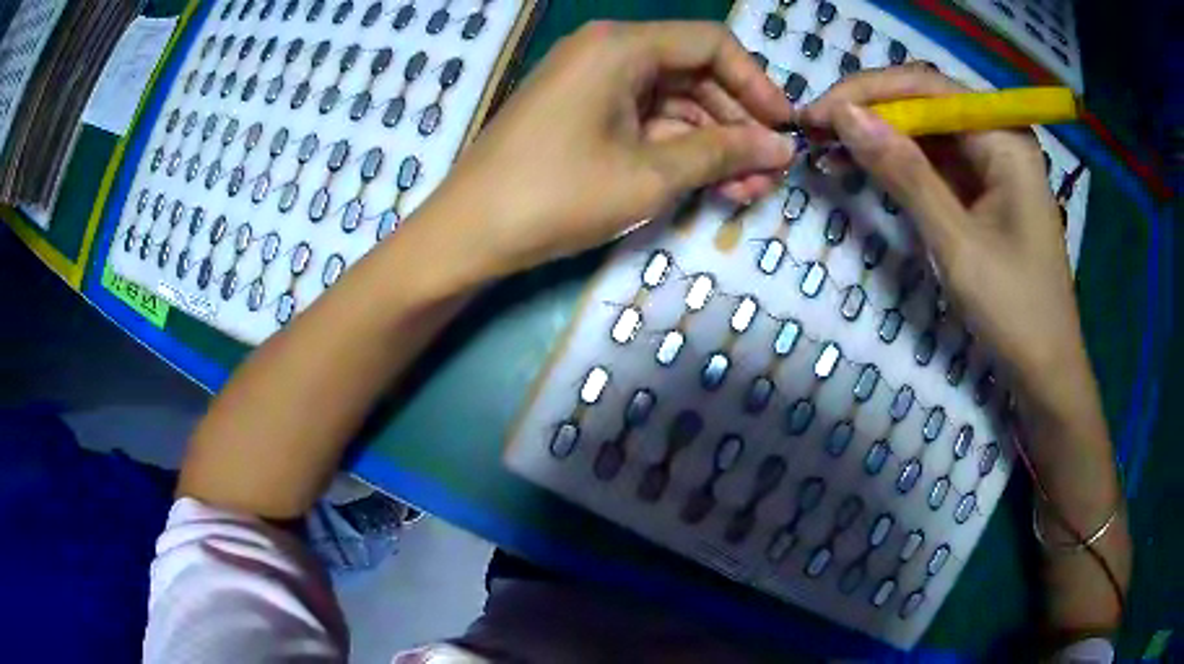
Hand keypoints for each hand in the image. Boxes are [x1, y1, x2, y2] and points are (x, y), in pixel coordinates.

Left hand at [420, 21, 796, 275]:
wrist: (468, 234)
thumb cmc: (557, 195)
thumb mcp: (651, 174)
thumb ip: (723, 152)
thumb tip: (780, 147)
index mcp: (621, 46)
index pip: (711, 44)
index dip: (756, 83)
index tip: (784, 127)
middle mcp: (607, 52)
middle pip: (694, 73)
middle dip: (738, 123)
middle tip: (769, 172)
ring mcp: (592, 83)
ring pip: (673, 102)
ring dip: (713, 143)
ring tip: (748, 190)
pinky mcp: (583, 114)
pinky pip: (645, 120)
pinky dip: (679, 149)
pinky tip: (710, 184)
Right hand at [801, 66, 1087, 400]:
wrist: (1045, 372)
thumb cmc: (1014, 310)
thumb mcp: (957, 242)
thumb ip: (904, 173)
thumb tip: (843, 115)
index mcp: (1004, 138)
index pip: (927, 87)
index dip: (867, 93)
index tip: (816, 113)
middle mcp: (998, 138)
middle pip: (926, 103)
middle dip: (870, 112)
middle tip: (815, 130)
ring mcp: (992, 165)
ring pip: (927, 132)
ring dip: (880, 137)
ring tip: (829, 147)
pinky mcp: (984, 191)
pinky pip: (936, 163)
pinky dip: (900, 164)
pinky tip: (866, 168)